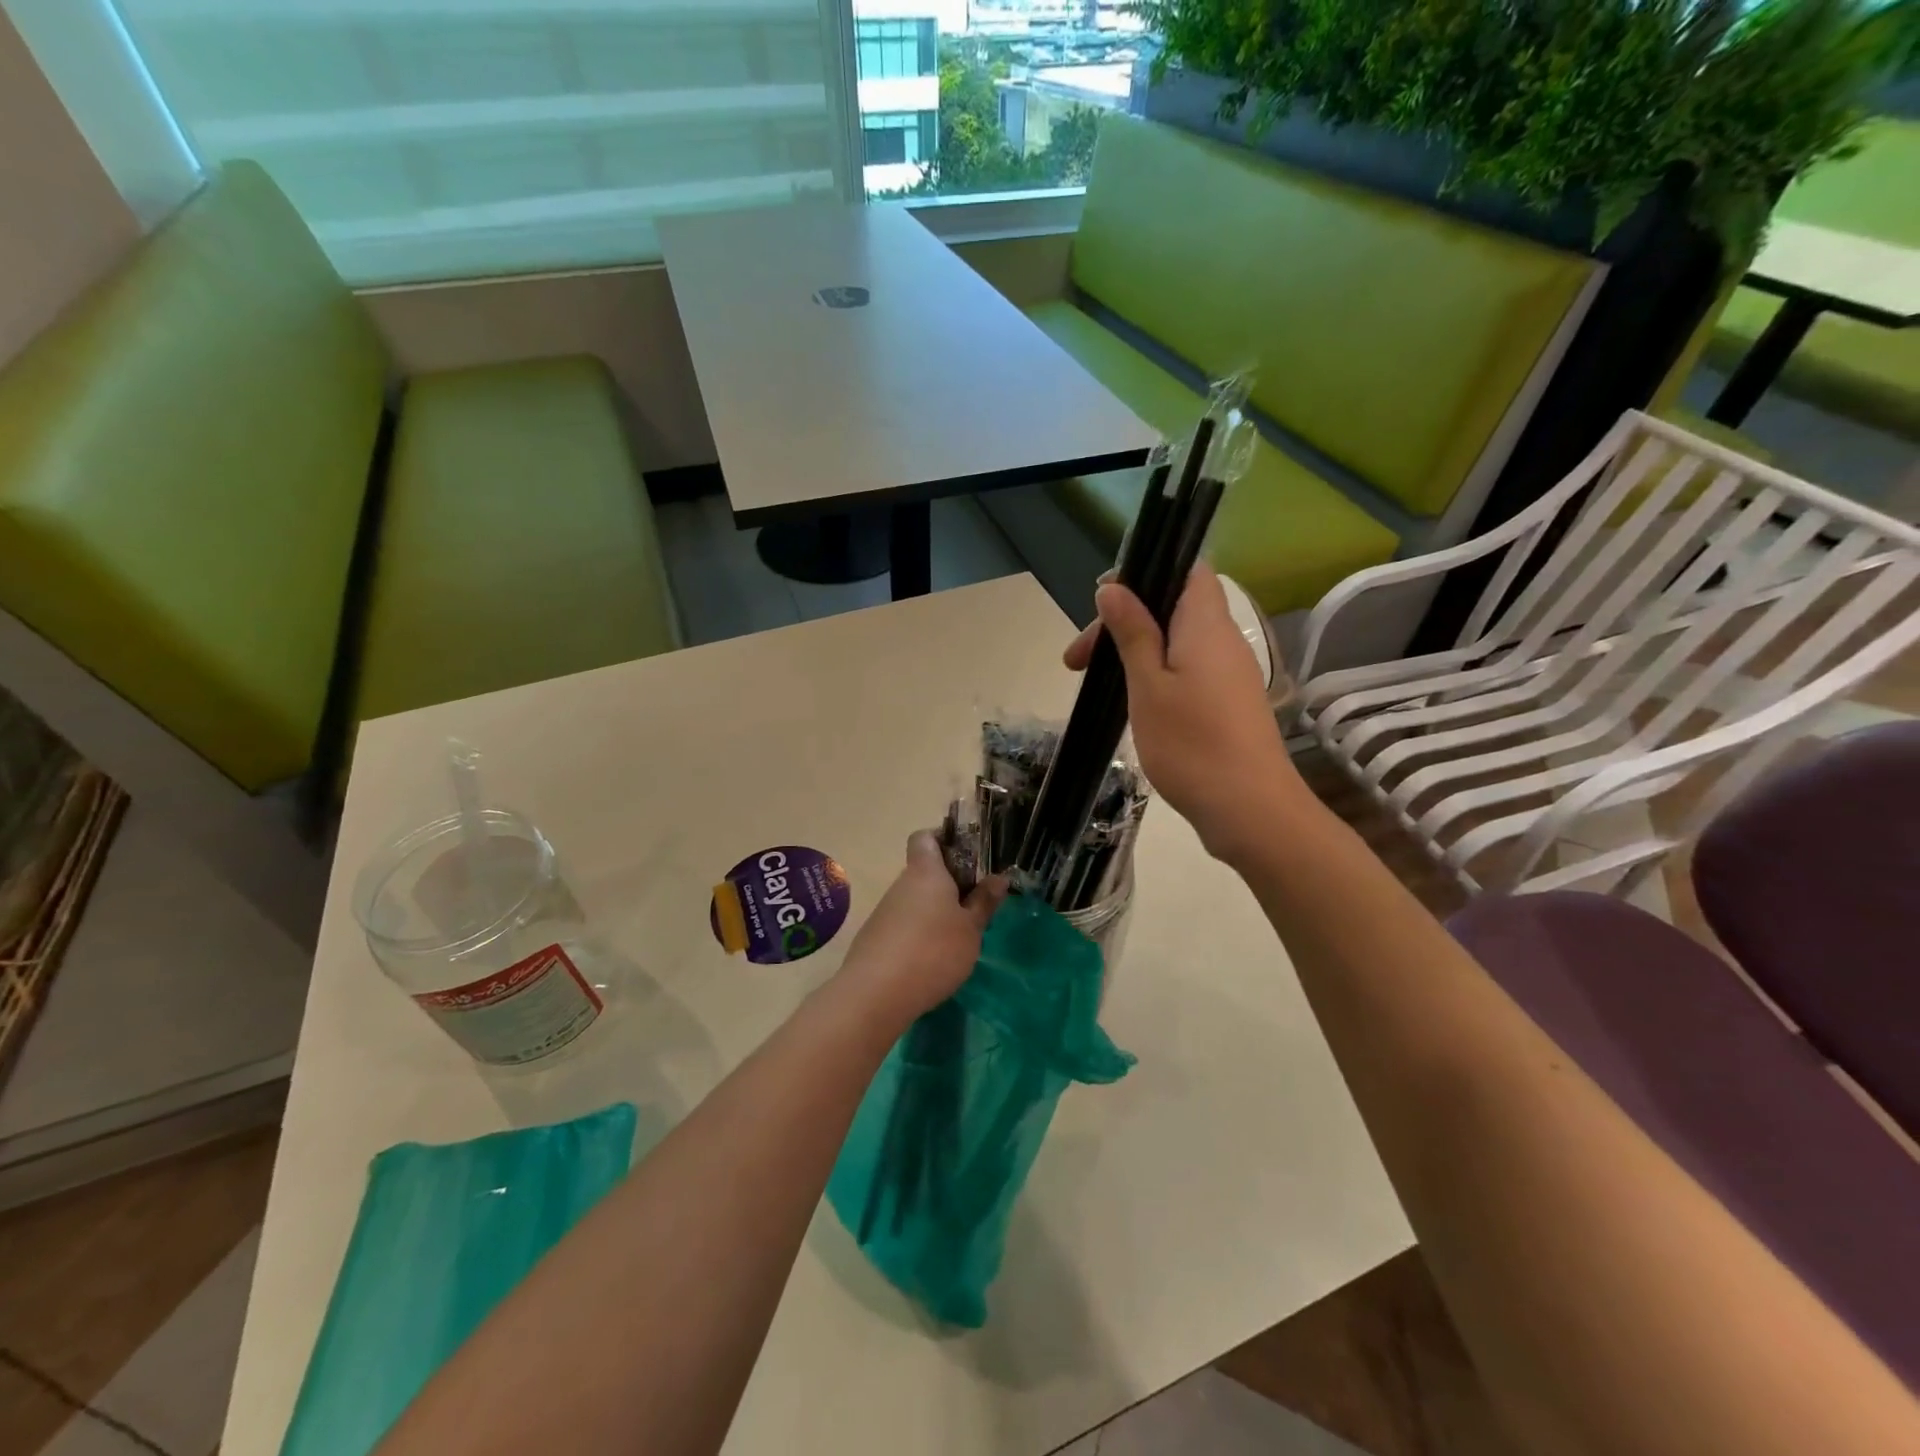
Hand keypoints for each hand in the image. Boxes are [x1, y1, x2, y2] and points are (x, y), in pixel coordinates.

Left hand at [836, 831, 1006, 1030]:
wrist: (875, 994)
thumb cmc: (933, 951)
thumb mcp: (971, 930)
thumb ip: (984, 902)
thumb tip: (999, 877)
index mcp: (926, 872)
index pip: (925, 837)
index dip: (944, 839)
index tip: (967, 857)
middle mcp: (901, 884)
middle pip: (924, 872)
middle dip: (949, 884)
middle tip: (975, 905)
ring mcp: (885, 911)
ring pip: (914, 901)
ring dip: (935, 912)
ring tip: (958, 938)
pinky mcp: (875, 938)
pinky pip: (903, 925)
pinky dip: (918, 935)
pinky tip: (932, 960)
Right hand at [1065, 564, 1303, 863]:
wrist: (1249, 809)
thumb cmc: (1191, 744)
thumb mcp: (1148, 685)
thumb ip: (1132, 632)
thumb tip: (1112, 588)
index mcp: (1206, 624)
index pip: (1188, 570)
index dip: (1146, 573)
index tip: (1103, 601)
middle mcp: (1223, 640)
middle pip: (1172, 608)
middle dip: (1123, 622)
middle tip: (1078, 661)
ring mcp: (1229, 673)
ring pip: (1176, 641)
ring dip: (1135, 651)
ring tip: (1096, 682)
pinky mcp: (1227, 702)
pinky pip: (1187, 669)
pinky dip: (1154, 674)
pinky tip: (1131, 701)